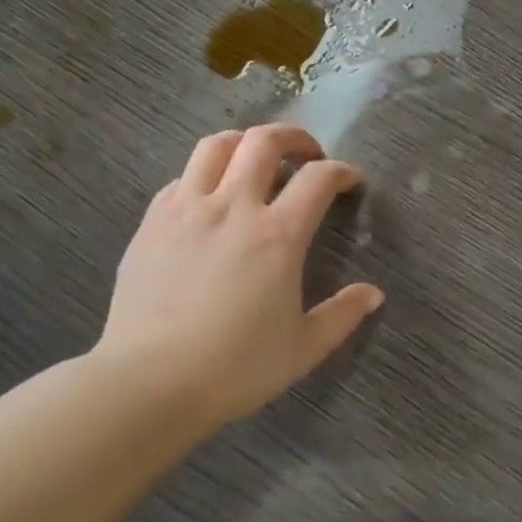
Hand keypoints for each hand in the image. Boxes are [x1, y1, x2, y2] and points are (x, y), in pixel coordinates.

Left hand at [94, 125, 382, 427]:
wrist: (148, 384)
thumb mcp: (303, 348)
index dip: (341, 171)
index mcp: (277, 235)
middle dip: (294, 137)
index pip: (318, 178)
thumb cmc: (234, 368)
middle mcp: (233, 207)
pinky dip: (204, 175)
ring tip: (255, 160)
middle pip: (264, 141)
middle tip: (307, 155)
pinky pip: (181, 177)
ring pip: (216, 145)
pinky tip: (209, 199)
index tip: (350, 181)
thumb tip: (373, 293)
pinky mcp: (151, 222)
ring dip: (244, 143)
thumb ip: (343, 315)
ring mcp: (186, 209)